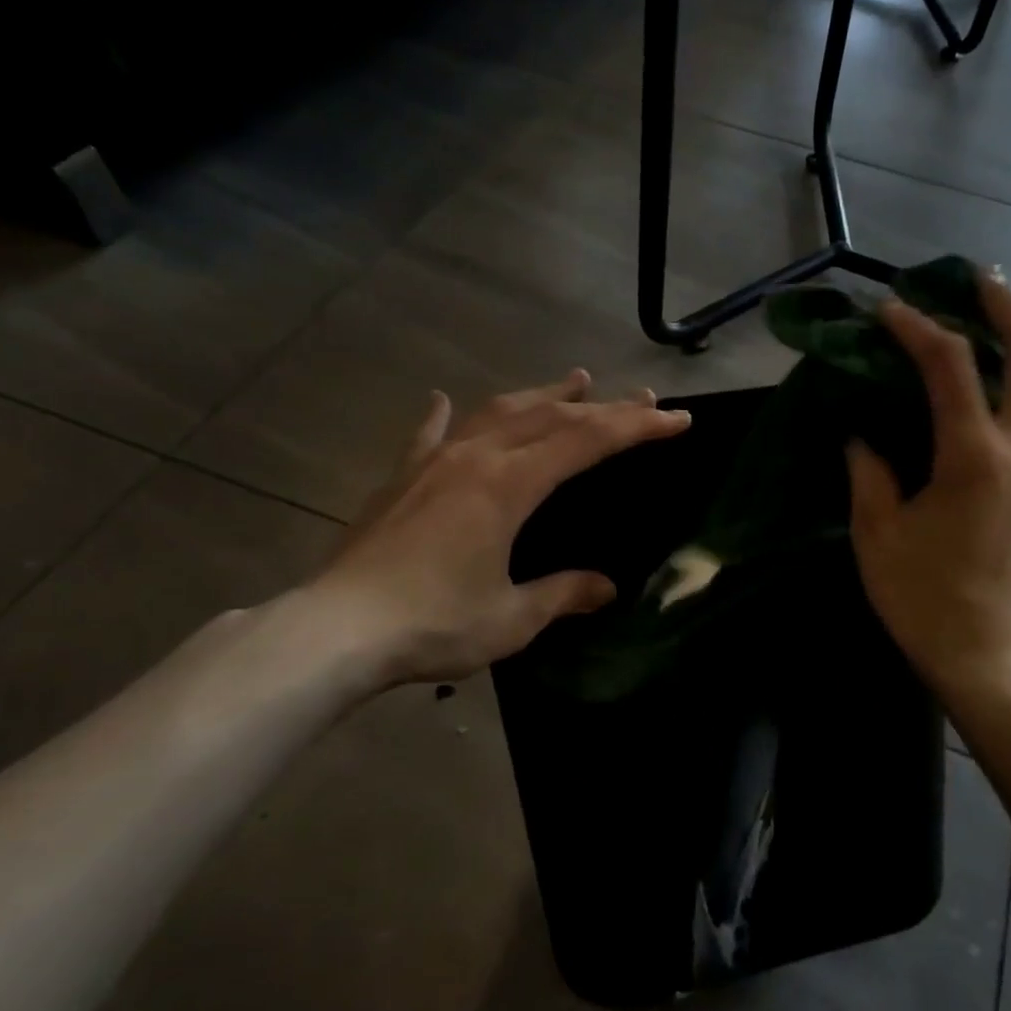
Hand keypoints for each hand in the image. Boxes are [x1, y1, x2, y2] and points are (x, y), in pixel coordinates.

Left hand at [295, 372, 690, 690]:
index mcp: (510, 484)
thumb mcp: (511, 617)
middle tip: (643, 397)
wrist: (335, 630)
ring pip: (499, 412)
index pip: (588, 441)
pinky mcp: (402, 479)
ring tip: (575, 379)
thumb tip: (605, 587)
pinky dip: (446, 415)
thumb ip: (562, 594)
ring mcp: (434, 462)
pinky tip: (443, 400)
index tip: (676, 418)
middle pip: (551, 417)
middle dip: (604, 406)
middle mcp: (476, 458)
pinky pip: (431, 435)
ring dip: (542, 395)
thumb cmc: (432, 624)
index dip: (637, 426)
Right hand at [846, 272, 1010, 713]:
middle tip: (973, 279)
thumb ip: (870, 471)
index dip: (917, 327)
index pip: (950, 365)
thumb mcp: (877, 533)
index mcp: (975, 458)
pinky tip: (987, 383)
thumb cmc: (925, 598)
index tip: (889, 310)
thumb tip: (863, 435)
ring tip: (982, 319)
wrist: (992, 655)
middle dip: (1006, 304)